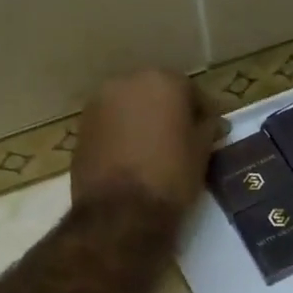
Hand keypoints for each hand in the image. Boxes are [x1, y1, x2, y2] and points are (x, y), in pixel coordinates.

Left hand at [72, 70, 220, 215]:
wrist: (120, 212)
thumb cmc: (171, 176)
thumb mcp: (202, 152)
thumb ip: (208, 128)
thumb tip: (211, 122)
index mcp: (162, 81)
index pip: (190, 90)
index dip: (202, 111)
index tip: (211, 131)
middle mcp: (126, 82)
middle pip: (155, 93)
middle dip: (169, 111)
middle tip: (182, 138)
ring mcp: (98, 104)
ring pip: (130, 107)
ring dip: (143, 121)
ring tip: (156, 149)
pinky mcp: (81, 129)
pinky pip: (111, 125)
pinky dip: (123, 135)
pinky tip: (133, 158)